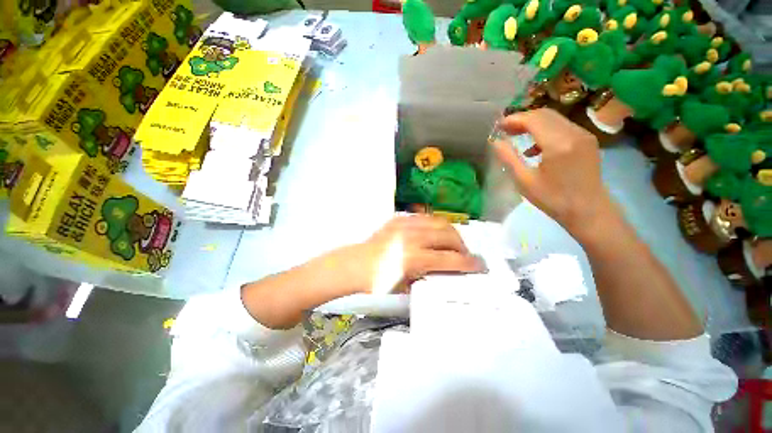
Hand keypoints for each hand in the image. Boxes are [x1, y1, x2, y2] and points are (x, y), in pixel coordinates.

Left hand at [333, 215, 484, 293]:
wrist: (356, 264)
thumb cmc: (378, 281)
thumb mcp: (406, 286)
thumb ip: (428, 276)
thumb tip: (446, 271)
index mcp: (414, 258)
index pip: (450, 258)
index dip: (468, 263)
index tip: (479, 265)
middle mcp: (412, 237)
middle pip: (449, 235)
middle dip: (462, 246)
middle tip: (463, 255)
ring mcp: (405, 225)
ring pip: (439, 222)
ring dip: (450, 233)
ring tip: (451, 243)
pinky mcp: (399, 219)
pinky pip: (424, 218)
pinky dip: (434, 225)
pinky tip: (433, 234)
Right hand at [491, 108, 614, 238]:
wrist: (588, 211)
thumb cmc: (553, 199)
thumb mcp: (524, 181)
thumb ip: (509, 158)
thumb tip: (495, 141)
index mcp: (558, 144)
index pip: (533, 119)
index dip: (514, 119)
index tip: (498, 126)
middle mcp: (574, 133)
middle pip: (544, 114)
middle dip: (522, 119)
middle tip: (505, 129)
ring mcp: (583, 135)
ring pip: (554, 119)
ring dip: (533, 123)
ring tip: (516, 135)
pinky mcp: (587, 141)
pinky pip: (563, 127)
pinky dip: (545, 130)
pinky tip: (534, 147)